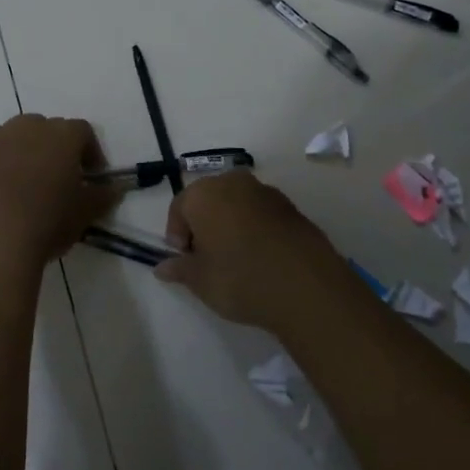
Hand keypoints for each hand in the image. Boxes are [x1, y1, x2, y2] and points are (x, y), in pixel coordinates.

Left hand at [0, 115, 117, 265]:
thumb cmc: (48, 223)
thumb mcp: (85, 214)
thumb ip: (102, 196)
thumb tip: (114, 188)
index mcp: (59, 136)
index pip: (81, 131)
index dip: (87, 151)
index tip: (89, 176)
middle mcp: (22, 128)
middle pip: (39, 127)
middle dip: (45, 148)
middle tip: (48, 180)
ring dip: (7, 153)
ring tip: (10, 186)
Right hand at [157, 172, 350, 333]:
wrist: (306, 287)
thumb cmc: (240, 278)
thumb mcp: (200, 281)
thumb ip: (179, 269)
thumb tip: (163, 267)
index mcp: (204, 193)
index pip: (179, 208)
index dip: (177, 235)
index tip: (186, 261)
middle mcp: (233, 182)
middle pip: (208, 201)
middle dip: (204, 226)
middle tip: (208, 260)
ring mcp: (266, 192)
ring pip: (236, 205)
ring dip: (230, 225)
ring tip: (237, 260)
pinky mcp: (291, 207)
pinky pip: (261, 214)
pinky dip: (255, 229)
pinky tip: (262, 259)